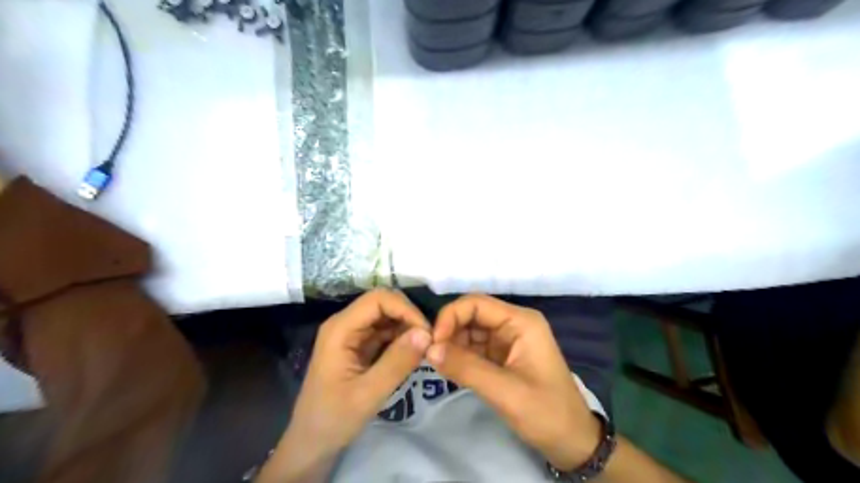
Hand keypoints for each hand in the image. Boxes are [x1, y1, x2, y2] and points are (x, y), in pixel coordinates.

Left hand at [285, 289, 429, 454]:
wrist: (311, 443)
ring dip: (407, 328)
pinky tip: (412, 354)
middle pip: (383, 303)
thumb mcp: (368, 394)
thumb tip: (426, 334)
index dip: (405, 309)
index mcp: (340, 329)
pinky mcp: (359, 346)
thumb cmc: (333, 419)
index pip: (378, 299)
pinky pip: (385, 332)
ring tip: (424, 350)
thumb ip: (397, 362)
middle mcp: (345, 324)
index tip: (427, 334)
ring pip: (387, 316)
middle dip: (408, 317)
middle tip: (428, 342)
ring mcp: (352, 334)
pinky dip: (401, 339)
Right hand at [426, 294, 599, 471]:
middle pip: (472, 315)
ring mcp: (508, 340)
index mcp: (521, 322)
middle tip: (430, 355)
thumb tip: (429, 349)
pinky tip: (450, 369)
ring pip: (470, 331)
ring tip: (437, 364)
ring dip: (452, 344)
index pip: (477, 304)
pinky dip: (460, 356)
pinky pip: (475, 348)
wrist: (572, 441)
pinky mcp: (502, 356)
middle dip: (449, 331)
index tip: (433, 342)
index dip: (450, 316)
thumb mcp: (505, 392)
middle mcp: (513, 324)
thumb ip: (466, 368)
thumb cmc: (546, 413)